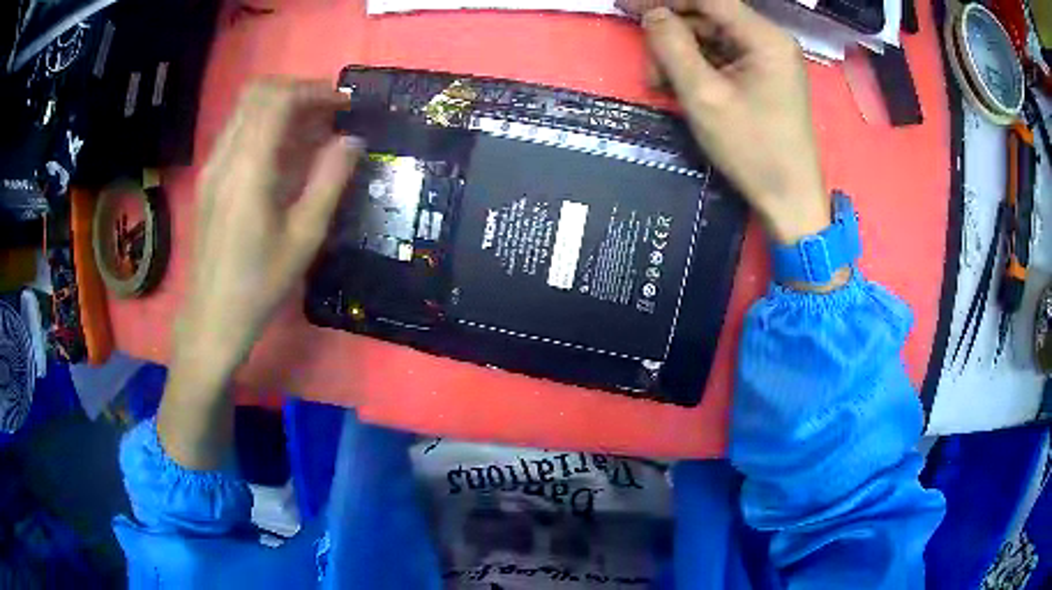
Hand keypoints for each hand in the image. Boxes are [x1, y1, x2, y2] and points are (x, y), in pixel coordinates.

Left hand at [177, 79, 362, 377]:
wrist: (211, 317)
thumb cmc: (260, 284)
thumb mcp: (305, 237)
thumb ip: (330, 180)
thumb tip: (352, 139)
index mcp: (248, 169)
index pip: (278, 100)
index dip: (314, 91)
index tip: (343, 104)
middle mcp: (224, 157)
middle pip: (258, 93)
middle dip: (297, 91)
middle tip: (327, 112)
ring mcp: (211, 166)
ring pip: (244, 108)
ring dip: (280, 106)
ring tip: (310, 129)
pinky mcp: (208, 178)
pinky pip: (236, 130)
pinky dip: (263, 125)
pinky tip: (283, 152)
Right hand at [617, 0, 829, 245]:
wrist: (789, 200)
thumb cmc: (752, 150)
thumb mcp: (703, 96)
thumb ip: (672, 46)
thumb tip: (652, 15)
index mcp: (764, 38)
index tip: (626, 6)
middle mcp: (769, 40)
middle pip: (708, 17)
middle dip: (672, 36)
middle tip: (650, 70)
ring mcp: (768, 59)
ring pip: (711, 38)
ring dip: (681, 56)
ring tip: (663, 87)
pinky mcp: (763, 76)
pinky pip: (722, 58)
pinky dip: (697, 68)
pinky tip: (681, 89)